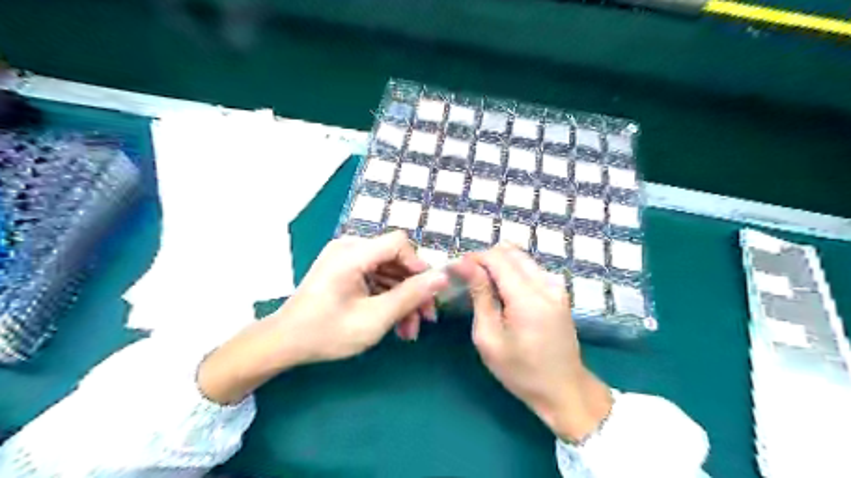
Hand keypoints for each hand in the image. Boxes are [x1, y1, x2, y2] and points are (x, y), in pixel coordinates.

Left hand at [277, 229, 451, 361]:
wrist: (284, 343)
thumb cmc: (327, 332)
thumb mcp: (375, 318)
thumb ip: (410, 296)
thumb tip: (442, 277)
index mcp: (352, 253)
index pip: (399, 243)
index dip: (419, 266)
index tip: (429, 293)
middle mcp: (350, 248)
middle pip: (395, 260)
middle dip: (413, 290)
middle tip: (425, 319)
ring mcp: (346, 259)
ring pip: (388, 272)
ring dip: (402, 299)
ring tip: (410, 330)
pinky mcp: (345, 271)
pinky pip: (375, 278)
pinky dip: (387, 298)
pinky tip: (395, 323)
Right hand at [452, 245, 612, 442]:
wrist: (565, 389)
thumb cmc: (521, 371)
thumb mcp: (490, 339)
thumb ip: (479, 296)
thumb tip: (464, 264)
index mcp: (528, 298)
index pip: (497, 258)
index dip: (474, 258)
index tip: (456, 270)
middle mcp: (546, 283)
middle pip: (510, 251)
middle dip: (486, 259)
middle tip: (469, 279)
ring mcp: (556, 285)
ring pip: (521, 257)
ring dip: (499, 264)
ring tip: (484, 286)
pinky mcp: (559, 291)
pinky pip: (531, 268)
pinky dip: (513, 271)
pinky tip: (504, 292)